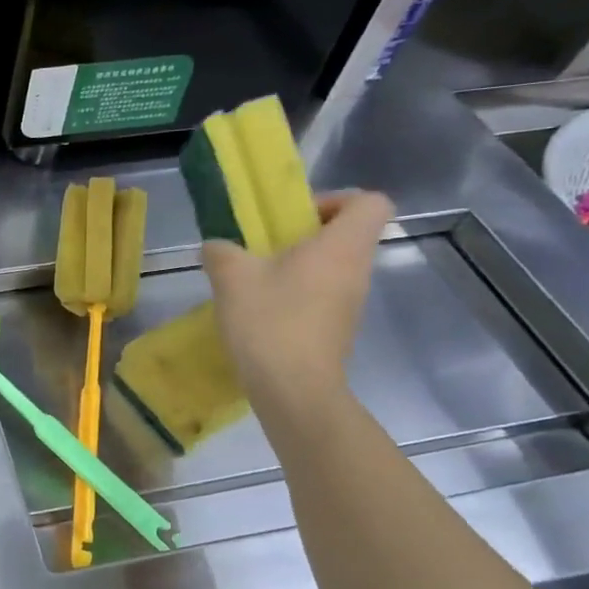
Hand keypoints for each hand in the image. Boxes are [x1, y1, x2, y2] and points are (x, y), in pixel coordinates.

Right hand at [200, 190, 391, 420]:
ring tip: (256, 278)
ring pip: (334, 265)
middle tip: (266, 245)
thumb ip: (221, 251)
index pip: (371, 202)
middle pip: (349, 233)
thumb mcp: (231, 276)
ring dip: (298, 264)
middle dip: (307, 233)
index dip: (337, 200)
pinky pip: (324, 293)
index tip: (297, 216)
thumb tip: (217, 247)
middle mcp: (356, 269)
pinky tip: (261, 308)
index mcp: (342, 246)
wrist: (293, 389)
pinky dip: (297, 292)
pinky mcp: (337, 327)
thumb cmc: (270, 321)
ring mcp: (351, 302)